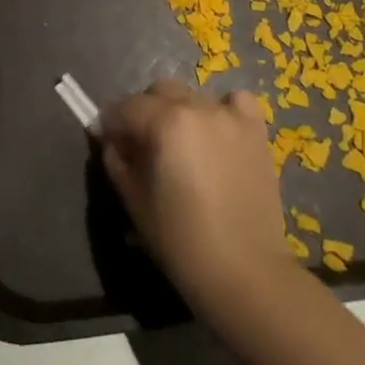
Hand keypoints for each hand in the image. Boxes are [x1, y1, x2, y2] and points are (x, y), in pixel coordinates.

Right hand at [100, 80, 294, 307]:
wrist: (245, 272)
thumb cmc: (181, 241)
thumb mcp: (134, 201)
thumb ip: (116, 160)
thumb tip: (111, 140)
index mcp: (165, 122)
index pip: (125, 107)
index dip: (111, 123)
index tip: (108, 141)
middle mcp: (198, 107)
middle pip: (159, 91)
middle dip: (144, 112)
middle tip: (143, 146)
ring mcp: (231, 116)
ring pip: (193, 96)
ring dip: (179, 112)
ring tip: (182, 145)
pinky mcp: (256, 130)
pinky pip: (235, 102)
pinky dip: (222, 110)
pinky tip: (218, 134)